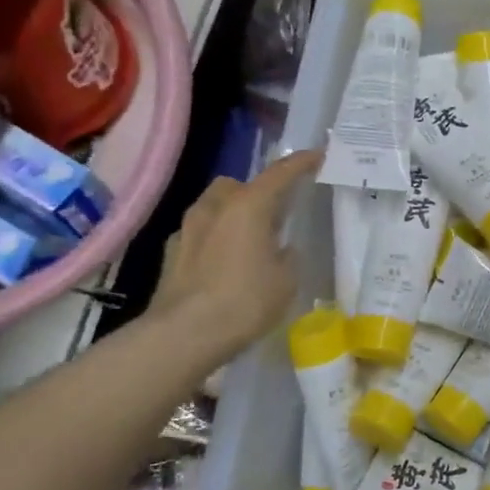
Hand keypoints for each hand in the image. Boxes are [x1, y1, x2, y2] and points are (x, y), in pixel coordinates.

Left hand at [147, 149, 321, 356]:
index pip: (280, 173)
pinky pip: (199, 233)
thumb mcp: (285, 280)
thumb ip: (286, 255)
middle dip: (256, 192)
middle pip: (238, 185)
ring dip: (232, 214)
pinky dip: (214, 238)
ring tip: (249, 240)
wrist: (185, 334)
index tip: (318, 156)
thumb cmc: (245, 301)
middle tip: (275, 213)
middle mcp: (215, 206)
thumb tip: (281, 248)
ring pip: (214, 206)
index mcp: (249, 205)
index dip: (302, 163)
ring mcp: (188, 228)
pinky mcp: (171, 252)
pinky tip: (223, 264)